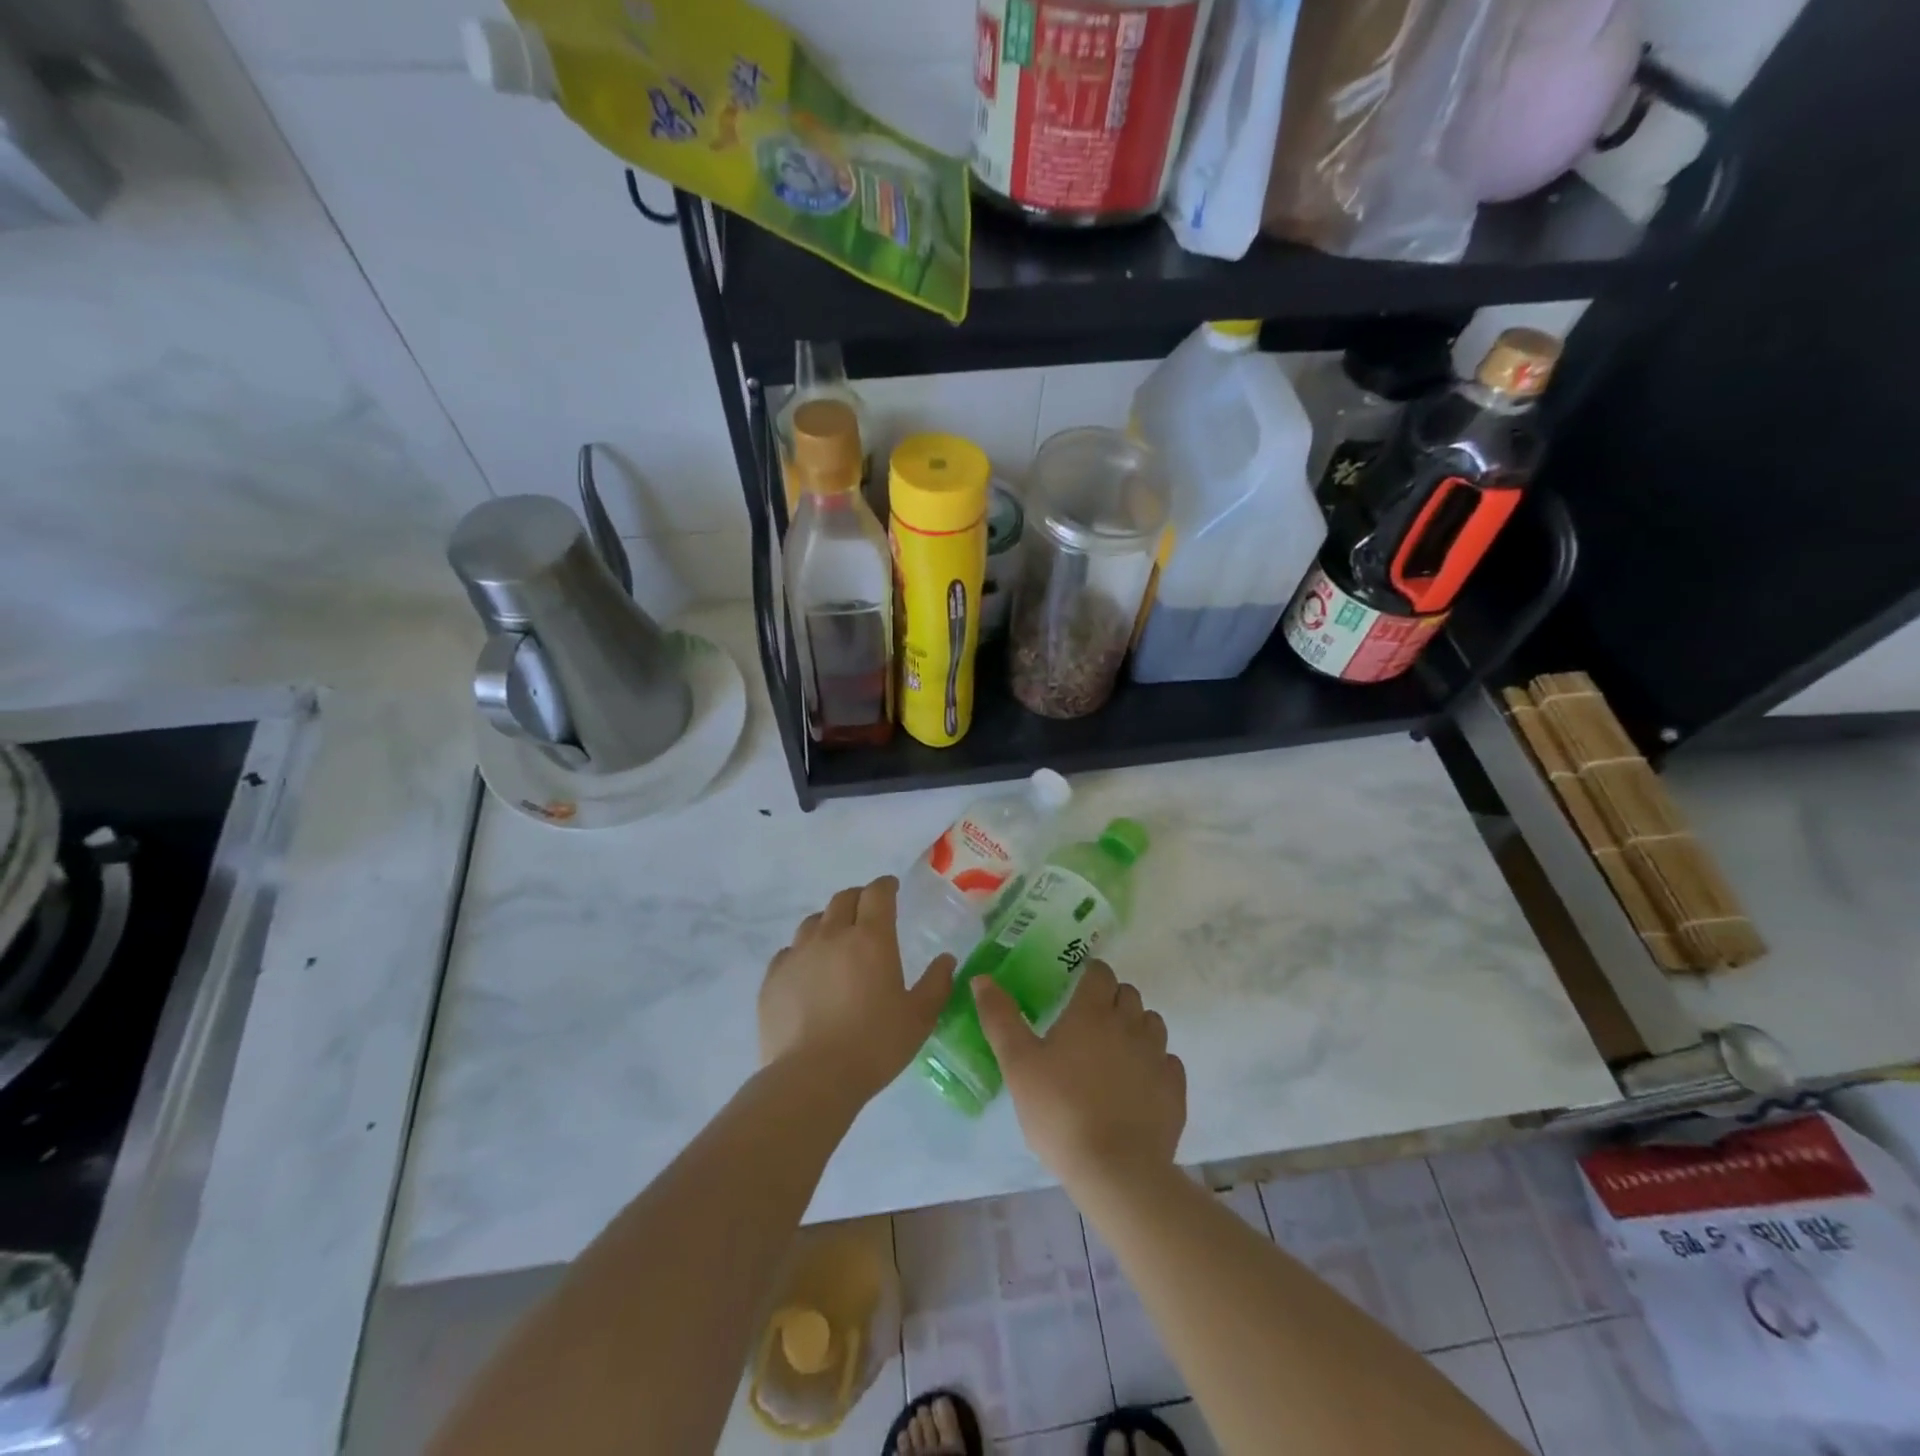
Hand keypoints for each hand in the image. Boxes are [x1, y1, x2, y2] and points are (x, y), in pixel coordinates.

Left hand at [759, 877, 955, 1105]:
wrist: (811, 1078)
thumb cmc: (874, 1045)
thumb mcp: (919, 1017)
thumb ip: (936, 983)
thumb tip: (946, 959)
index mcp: (871, 938)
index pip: (877, 893)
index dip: (886, 886)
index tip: (892, 889)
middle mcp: (832, 935)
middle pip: (843, 899)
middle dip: (859, 898)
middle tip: (868, 912)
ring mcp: (798, 954)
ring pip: (813, 921)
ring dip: (829, 922)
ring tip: (837, 940)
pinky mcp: (773, 977)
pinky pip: (789, 951)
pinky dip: (803, 952)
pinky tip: (809, 971)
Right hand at [972, 961, 1185, 1189]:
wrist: (1116, 1172)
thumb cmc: (1060, 1111)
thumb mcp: (1018, 1064)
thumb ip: (1000, 1018)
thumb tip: (981, 978)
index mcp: (1092, 1012)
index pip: (1100, 973)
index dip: (1090, 974)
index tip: (1077, 986)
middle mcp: (1129, 1024)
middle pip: (1128, 994)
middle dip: (1112, 998)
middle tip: (1090, 1022)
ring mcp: (1157, 1056)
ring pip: (1152, 1023)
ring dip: (1136, 1026)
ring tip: (1115, 1051)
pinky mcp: (1174, 1089)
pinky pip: (1168, 1061)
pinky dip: (1155, 1063)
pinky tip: (1138, 1083)